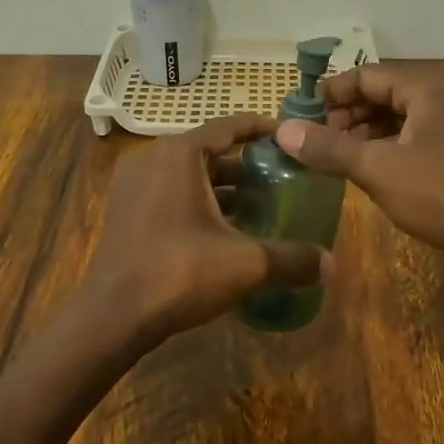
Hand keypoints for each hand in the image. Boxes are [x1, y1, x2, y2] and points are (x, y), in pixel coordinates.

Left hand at [82, 113, 333, 350]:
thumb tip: (332, 264)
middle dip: (245, 164)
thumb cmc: (178, 273)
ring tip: (259, 204)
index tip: (288, 137)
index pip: (228, 126)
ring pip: (188, 175)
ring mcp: (133, 185)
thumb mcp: (245, 263)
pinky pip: (170, 193)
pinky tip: (224, 229)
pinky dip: (198, 202)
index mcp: (179, 154)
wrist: (111, 316)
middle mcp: (152, 159)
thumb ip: (291, 259)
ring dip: (222, 186)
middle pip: (209, 151)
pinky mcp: (126, 212)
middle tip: (281, 177)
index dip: (261, 128)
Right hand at [276, 65, 443, 260]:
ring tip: (334, 153)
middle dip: (346, 113)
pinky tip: (366, 165)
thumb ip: (329, 148)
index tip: (301, 115)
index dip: (330, 93)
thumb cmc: (441, 193)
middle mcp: (442, 94)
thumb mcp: (377, 169)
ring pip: (397, 115)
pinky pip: (412, 133)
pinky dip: (385, 144)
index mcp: (425, 87)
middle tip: (316, 138)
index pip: (366, 75)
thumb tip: (282, 131)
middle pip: (381, 92)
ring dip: (363, 130)